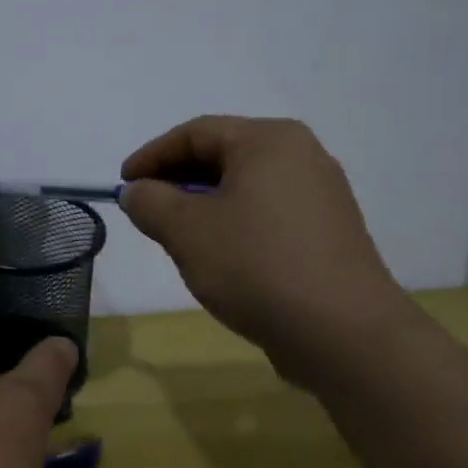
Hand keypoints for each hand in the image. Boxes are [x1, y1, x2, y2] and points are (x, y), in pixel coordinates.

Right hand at [119, 115, 418, 384]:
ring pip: (245, 185)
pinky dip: (234, 221)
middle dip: (177, 179)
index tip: (122, 183)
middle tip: (145, 208)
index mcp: (269, 141)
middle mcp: (301, 155)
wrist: (345, 334)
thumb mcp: (186, 231)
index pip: (195, 133)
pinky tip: (218, 253)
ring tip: (175, 233)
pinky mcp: (329, 231)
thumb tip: (137, 192)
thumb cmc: (256, 266)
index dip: (151, 156)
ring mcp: (321, 194)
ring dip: (203, 203)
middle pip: (223, 155)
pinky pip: (267, 211)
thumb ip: (150, 202)